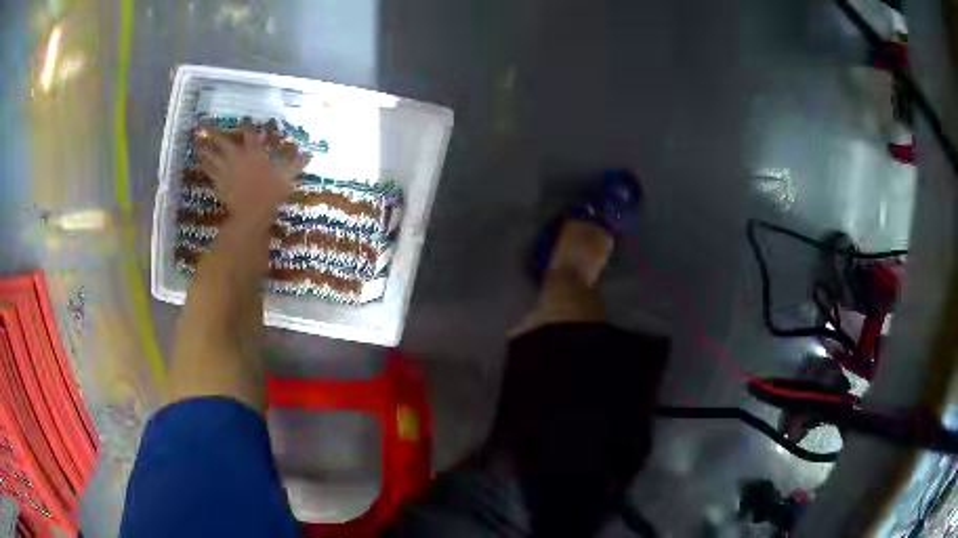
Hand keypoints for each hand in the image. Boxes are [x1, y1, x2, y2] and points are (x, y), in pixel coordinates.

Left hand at [194, 118, 310, 223]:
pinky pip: (209, 170)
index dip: (246, 125)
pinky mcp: (219, 182)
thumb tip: (311, 154)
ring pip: (212, 154)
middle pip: (223, 141)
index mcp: (254, 152)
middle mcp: (237, 157)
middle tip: (203, 124)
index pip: (249, 134)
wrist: (252, 214)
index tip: (243, 118)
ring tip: (197, 140)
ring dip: (204, 146)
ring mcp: (226, 170)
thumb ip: (296, 164)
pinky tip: (199, 159)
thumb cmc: (271, 194)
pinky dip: (204, 164)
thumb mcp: (287, 178)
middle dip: (213, 132)